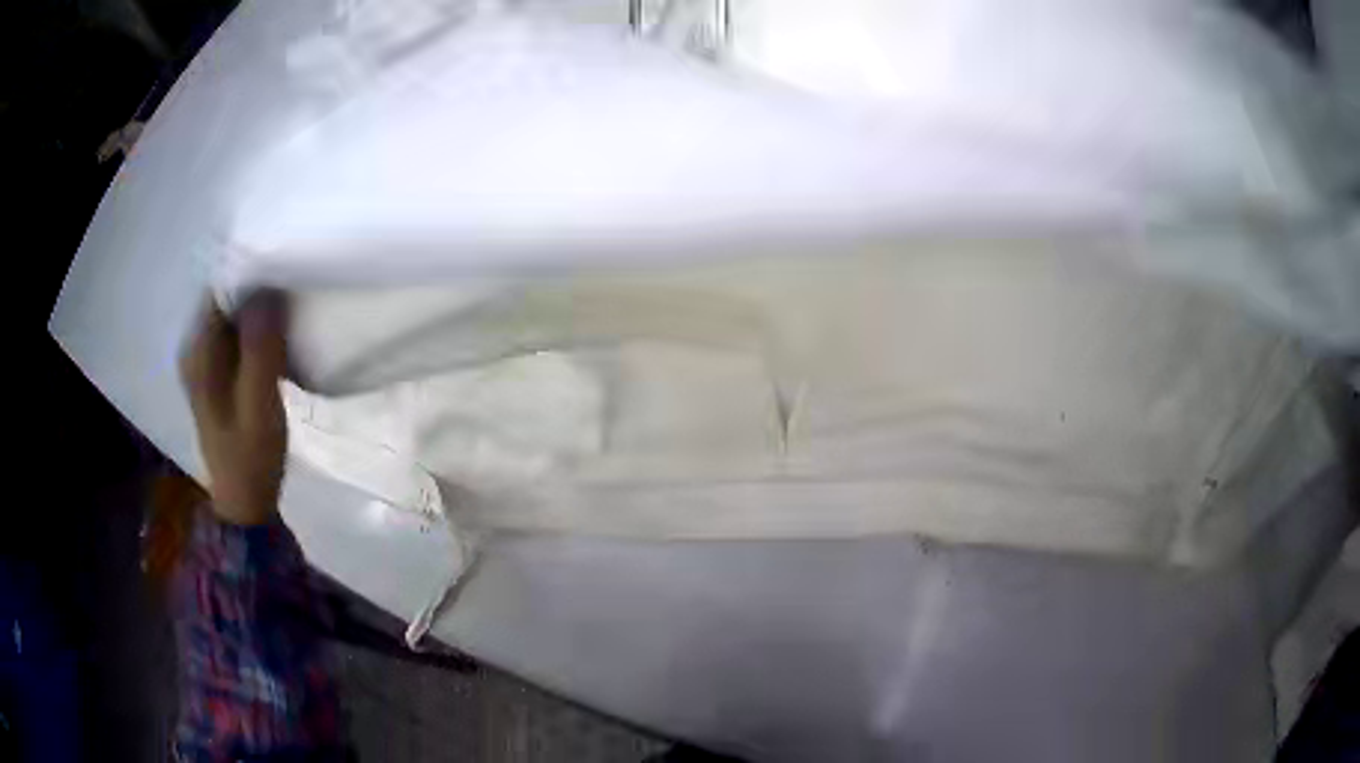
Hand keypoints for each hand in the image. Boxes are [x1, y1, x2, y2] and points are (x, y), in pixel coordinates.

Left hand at [180, 291, 288, 524]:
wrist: (246, 501)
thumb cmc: (250, 455)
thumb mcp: (258, 403)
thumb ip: (259, 348)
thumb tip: (268, 289)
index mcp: (198, 352)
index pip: (221, 290)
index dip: (252, 275)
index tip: (286, 270)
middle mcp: (196, 348)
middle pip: (227, 300)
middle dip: (259, 290)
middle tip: (296, 286)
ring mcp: (207, 362)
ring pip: (236, 317)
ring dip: (262, 311)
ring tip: (293, 307)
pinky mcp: (220, 374)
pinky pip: (240, 336)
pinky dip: (260, 330)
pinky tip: (281, 336)